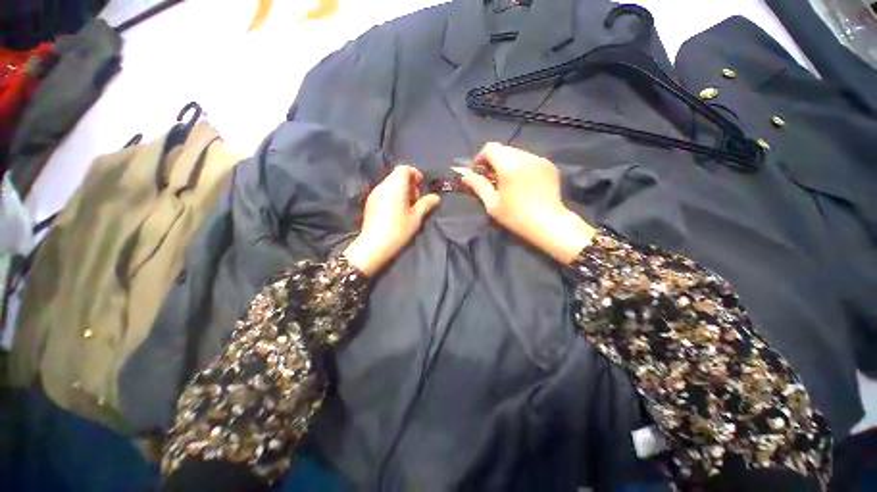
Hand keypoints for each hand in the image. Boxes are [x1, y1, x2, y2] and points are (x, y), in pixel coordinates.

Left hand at [343, 165, 440, 275]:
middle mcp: (382, 186)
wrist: (374, 246)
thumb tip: (436, 197)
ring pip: (390, 184)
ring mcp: (374, 194)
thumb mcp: (416, 218)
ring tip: (408, 208)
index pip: (404, 169)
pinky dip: (392, 196)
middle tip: (417, 200)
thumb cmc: (398, 230)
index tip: (421, 187)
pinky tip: (396, 212)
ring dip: (401, 191)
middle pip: (396, 176)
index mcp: (395, 187)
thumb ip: (426, 204)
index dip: (415, 174)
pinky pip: (383, 193)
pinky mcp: (369, 203)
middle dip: (409, 184)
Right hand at [454, 143, 594, 263]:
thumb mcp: (492, 204)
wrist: (549, 224)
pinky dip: (521, 166)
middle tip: (491, 178)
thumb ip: (478, 185)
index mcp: (509, 166)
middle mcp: (525, 157)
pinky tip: (522, 182)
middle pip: (504, 149)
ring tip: (507, 181)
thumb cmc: (516, 217)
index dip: (480, 157)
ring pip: (517, 153)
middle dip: (493, 160)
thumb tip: (464, 175)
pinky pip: (529, 159)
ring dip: (507, 163)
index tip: (478, 171)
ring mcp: (540, 159)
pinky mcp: (549, 165)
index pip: (490, 148)